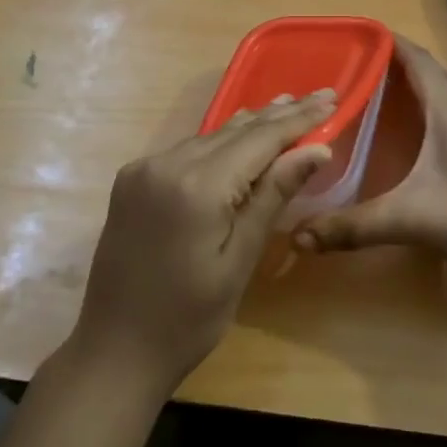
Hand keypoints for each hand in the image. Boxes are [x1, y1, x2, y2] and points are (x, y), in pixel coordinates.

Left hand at [70, 89, 336, 392]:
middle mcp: (166, 164)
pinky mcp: (132, 181)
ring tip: (286, 106)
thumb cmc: (189, 318)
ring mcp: (144, 170)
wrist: (115, 351)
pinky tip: (240, 137)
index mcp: (197, 186)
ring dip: (249, 126)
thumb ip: (273, 196)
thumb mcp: (239, 259)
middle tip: (319, 95)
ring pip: (209, 137)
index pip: (260, 139)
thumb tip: (317, 149)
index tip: (331, 99)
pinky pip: (186, 151)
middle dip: (279, 115)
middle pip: (234, 131)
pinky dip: (218, 143)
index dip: (298, 120)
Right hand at [291, 37, 446, 282]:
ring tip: (417, 89)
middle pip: (442, 71)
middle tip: (376, 72)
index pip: (419, 62)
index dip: (392, 45)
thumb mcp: (409, 221)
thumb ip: (352, 226)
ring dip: (443, 81)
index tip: (363, 37)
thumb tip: (299, 236)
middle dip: (410, 64)